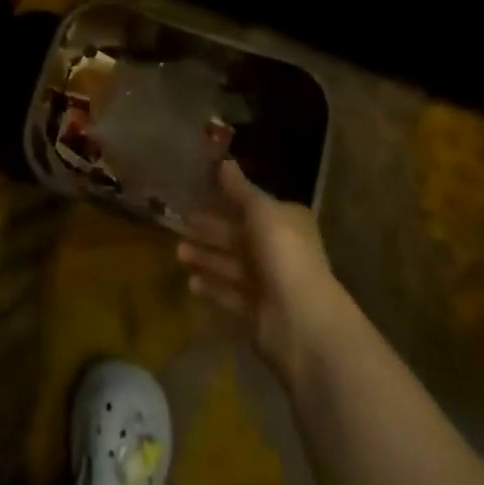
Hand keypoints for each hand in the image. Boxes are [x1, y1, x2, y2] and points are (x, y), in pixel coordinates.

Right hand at [178, 160, 348, 385]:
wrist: (304, 323)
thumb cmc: (284, 254)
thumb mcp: (261, 211)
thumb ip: (240, 189)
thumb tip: (224, 161)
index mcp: (285, 222)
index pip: (252, 206)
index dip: (227, 198)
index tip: (199, 191)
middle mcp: (279, 250)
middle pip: (239, 235)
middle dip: (210, 229)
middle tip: (181, 220)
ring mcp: (270, 284)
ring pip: (232, 265)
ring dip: (207, 257)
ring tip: (178, 252)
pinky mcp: (259, 314)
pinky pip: (231, 295)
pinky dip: (213, 288)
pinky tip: (191, 283)